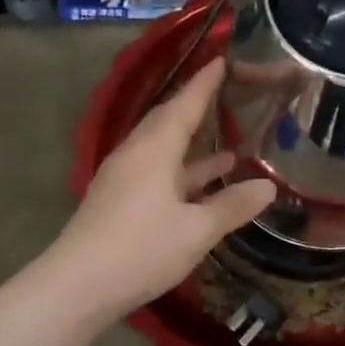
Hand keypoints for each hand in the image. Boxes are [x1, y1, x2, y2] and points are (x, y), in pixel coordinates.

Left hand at [52, 58, 275, 319]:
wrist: (77, 287)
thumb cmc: (141, 249)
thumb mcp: (197, 230)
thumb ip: (232, 206)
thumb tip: (267, 187)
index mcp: (155, 150)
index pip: (185, 104)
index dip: (205, 82)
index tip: (224, 58)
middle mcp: (137, 155)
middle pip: (169, 122)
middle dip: (198, 109)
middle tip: (228, 97)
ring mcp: (125, 179)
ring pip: (164, 152)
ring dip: (195, 149)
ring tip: (232, 150)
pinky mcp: (120, 202)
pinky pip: (157, 174)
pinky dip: (183, 175)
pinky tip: (204, 189)